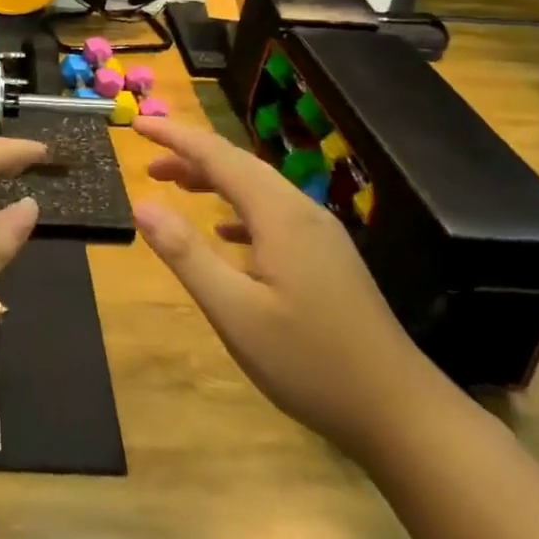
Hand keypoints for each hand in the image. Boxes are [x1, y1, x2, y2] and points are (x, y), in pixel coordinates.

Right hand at [131, 117, 445, 461]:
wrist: (401, 414)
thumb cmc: (310, 363)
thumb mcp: (234, 312)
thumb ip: (186, 254)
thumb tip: (141, 204)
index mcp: (279, 215)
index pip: (217, 155)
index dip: (174, 136)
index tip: (137, 125)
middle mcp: (302, 212)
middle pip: (239, 164)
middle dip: (190, 154)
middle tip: (147, 161)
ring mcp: (320, 235)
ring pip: (257, 188)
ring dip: (213, 180)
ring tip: (174, 186)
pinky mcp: (327, 258)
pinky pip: (273, 214)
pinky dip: (238, 209)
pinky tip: (225, 233)